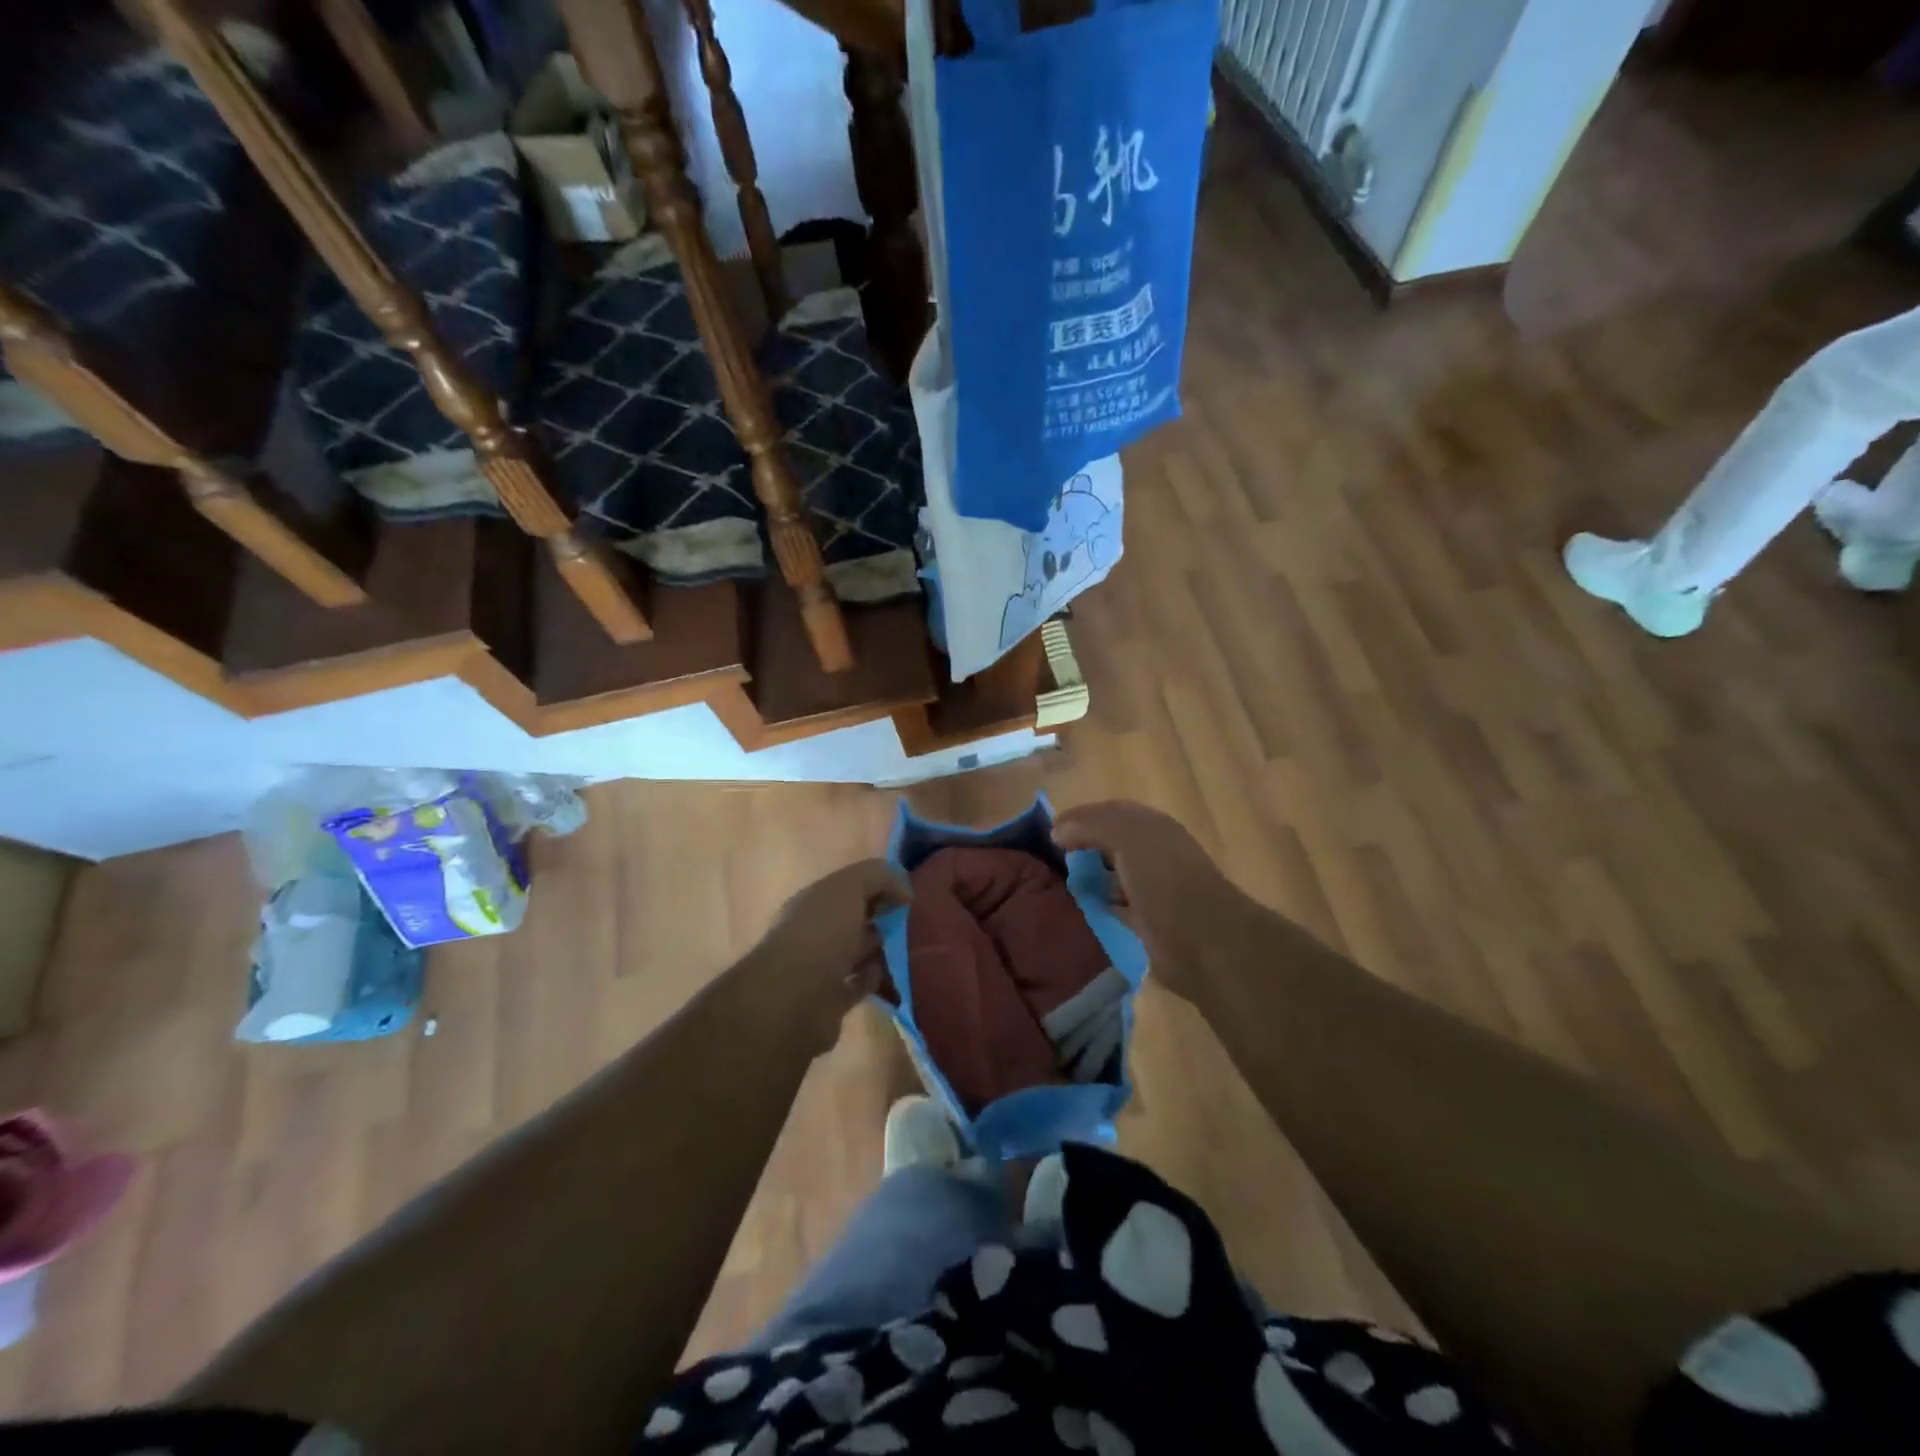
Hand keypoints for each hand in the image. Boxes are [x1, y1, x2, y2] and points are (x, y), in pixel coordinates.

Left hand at [747, 858, 911, 1055]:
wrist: (794, 999)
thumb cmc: (821, 933)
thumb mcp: (850, 886)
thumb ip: (879, 876)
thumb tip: (904, 890)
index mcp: (813, 901)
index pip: (849, 887)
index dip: (879, 886)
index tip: (909, 895)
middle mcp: (813, 932)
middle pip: (853, 919)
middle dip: (881, 918)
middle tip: (915, 922)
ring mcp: (819, 968)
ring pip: (857, 952)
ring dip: (880, 949)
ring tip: (913, 948)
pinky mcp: (830, 1001)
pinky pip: (859, 984)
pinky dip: (875, 979)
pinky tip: (895, 975)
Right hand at [1054, 801, 1245, 1005]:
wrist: (1202, 940)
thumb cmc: (1164, 878)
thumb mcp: (1126, 836)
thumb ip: (1091, 825)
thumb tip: (1057, 830)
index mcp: (1153, 827)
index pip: (1111, 812)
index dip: (1080, 817)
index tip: (1049, 833)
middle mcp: (1154, 853)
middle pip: (1110, 843)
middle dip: (1082, 847)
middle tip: (1050, 859)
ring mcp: (1152, 889)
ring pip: (1112, 875)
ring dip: (1089, 878)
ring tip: (1057, 885)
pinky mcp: (1147, 922)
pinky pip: (1115, 907)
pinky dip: (1097, 906)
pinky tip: (1077, 911)